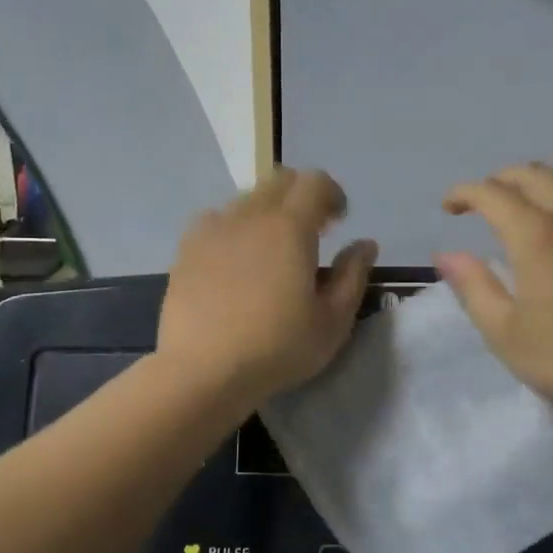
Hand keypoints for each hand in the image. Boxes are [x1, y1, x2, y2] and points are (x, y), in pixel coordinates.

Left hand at [159, 168, 377, 405]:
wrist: (203, 371)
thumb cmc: (278, 348)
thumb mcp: (333, 321)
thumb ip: (353, 275)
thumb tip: (365, 244)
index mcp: (290, 227)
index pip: (315, 182)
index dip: (332, 194)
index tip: (339, 222)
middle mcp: (250, 215)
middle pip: (279, 181)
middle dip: (302, 196)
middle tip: (313, 232)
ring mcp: (213, 229)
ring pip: (247, 199)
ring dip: (268, 212)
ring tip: (273, 250)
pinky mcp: (187, 249)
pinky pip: (216, 220)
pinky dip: (235, 227)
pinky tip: (236, 260)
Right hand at [435, 163, 552, 427]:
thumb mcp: (506, 333)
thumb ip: (473, 288)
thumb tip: (446, 255)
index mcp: (538, 234)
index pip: (493, 194)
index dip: (465, 192)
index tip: (448, 206)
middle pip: (535, 174)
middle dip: (502, 179)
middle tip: (483, 200)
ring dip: (538, 184)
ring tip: (524, 207)